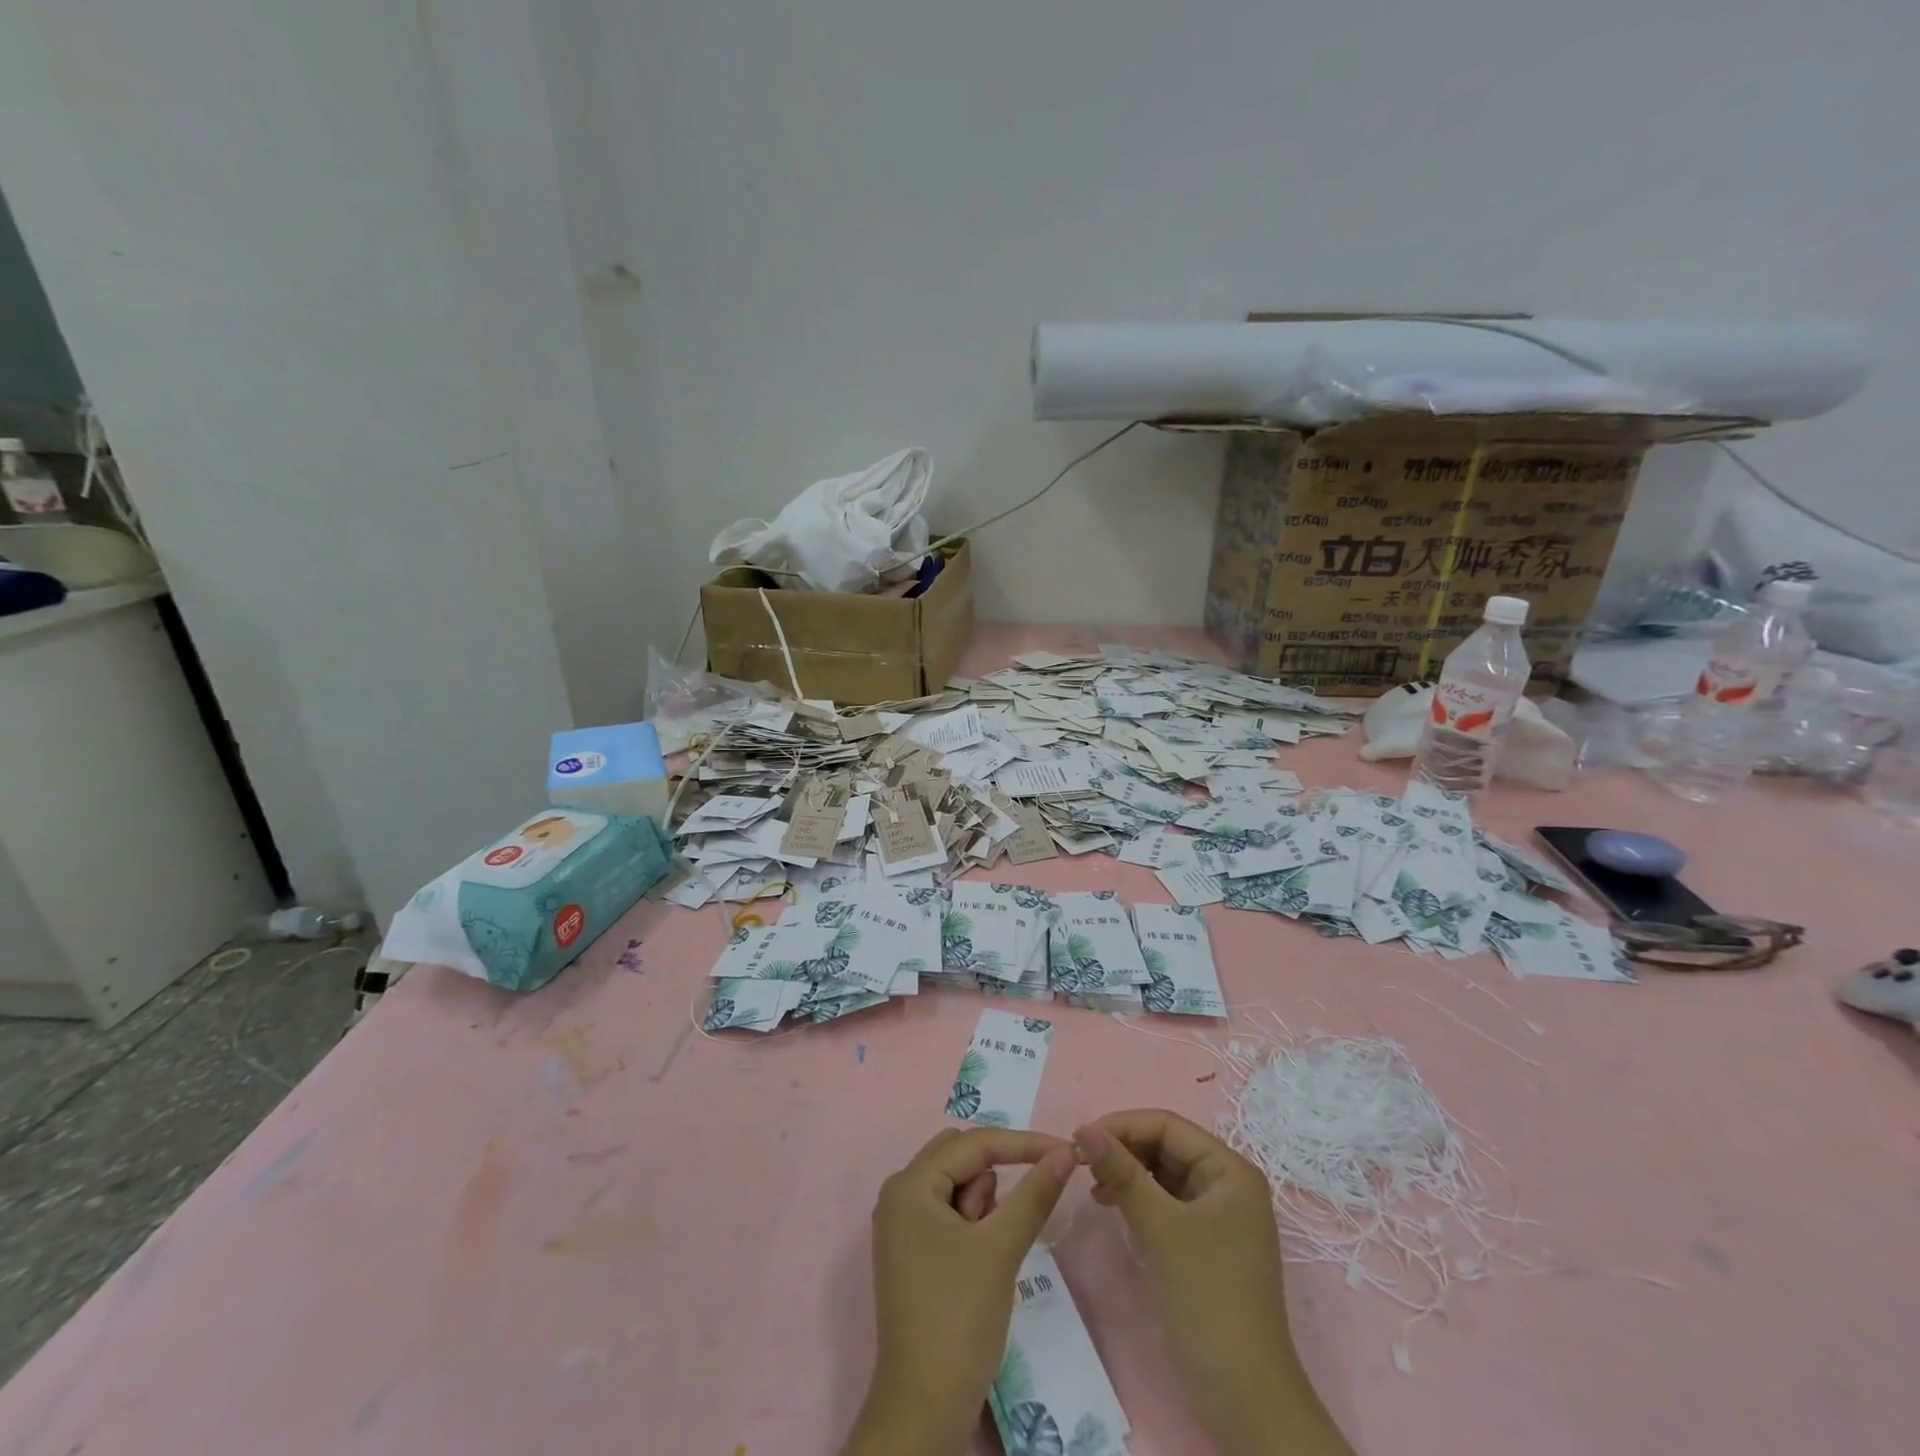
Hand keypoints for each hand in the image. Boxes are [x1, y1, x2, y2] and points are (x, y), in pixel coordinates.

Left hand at [841, 1127, 1076, 1455]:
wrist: (925, 1408)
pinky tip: (977, 1264)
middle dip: (994, 1181)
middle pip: (961, 1157)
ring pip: (958, 1185)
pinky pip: (950, 1212)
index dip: (1022, 1143)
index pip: (974, 1143)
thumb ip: (1034, 1193)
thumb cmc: (959, 1318)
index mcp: (910, 1184)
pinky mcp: (913, 1249)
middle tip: (1010, 1219)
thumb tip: (1066, 1151)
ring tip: (986, 1254)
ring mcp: (903, 1223)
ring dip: (983, 1206)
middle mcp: (900, 1193)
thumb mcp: (1001, 1248)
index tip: (1066, 1150)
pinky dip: (973, 1225)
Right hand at [1076, 1110, 1351, 1455]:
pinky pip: (1167, 1203)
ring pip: (1164, 1174)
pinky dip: (1139, 1199)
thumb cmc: (1207, 1298)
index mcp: (1230, 1170)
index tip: (1079, 1139)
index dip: (1122, 1125)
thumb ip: (1121, 1171)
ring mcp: (1220, 1215)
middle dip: (1123, 1149)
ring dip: (1128, 1173)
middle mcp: (1228, 1184)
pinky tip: (1113, 1207)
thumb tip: (1084, 1129)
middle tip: (1081, 1163)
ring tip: (1093, 1187)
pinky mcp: (1207, 1243)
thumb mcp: (1158, 1227)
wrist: (1244, 1398)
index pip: (1167, 1126)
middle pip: (1166, 1146)